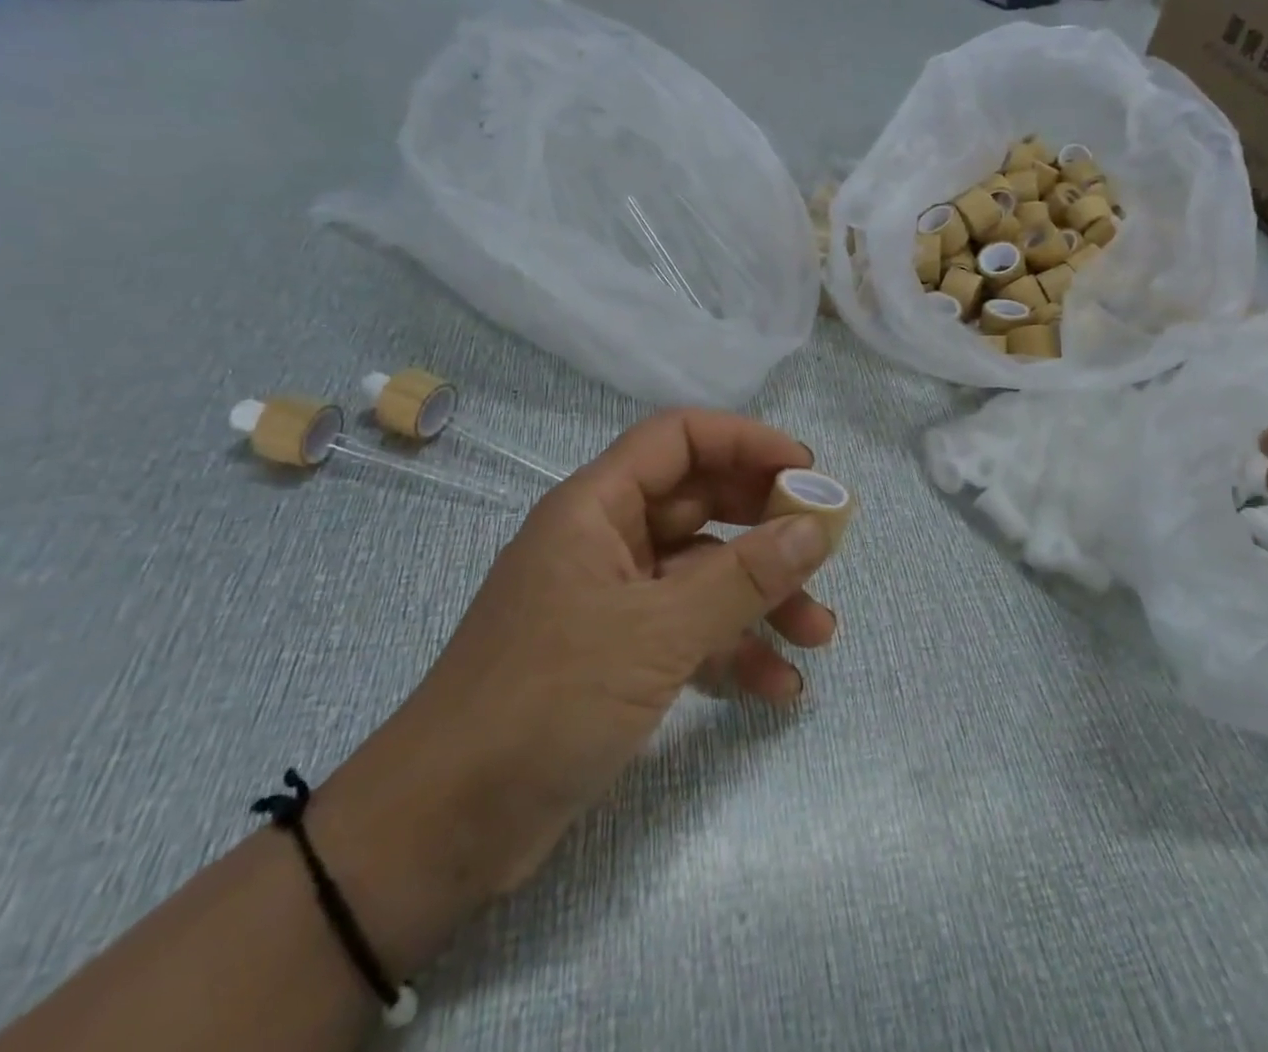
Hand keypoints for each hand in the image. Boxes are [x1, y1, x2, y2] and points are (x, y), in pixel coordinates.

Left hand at [328, 410, 840, 915]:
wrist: (443, 828)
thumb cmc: (546, 700)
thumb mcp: (657, 632)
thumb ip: (742, 577)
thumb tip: (817, 526)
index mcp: (597, 507)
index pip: (679, 439)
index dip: (745, 441)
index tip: (806, 471)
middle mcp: (606, 540)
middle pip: (701, 504)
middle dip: (765, 526)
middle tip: (825, 548)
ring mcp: (613, 601)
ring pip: (703, 574)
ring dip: (761, 597)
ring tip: (819, 632)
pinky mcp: (619, 657)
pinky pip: (690, 632)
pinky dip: (733, 650)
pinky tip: (779, 686)